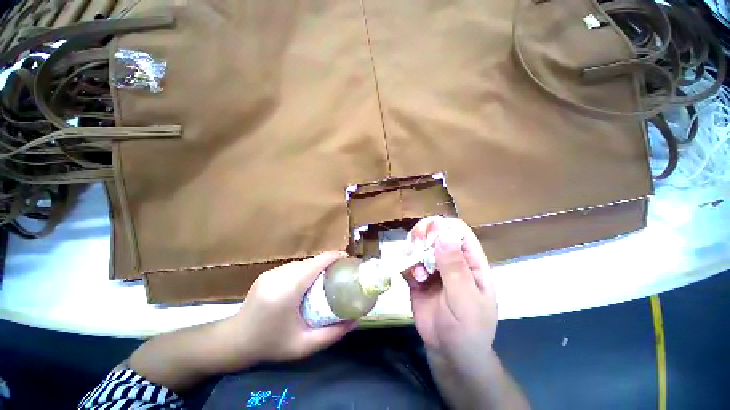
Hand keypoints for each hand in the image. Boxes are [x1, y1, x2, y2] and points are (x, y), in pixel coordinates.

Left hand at [225, 252, 355, 364]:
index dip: (334, 257)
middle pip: (311, 262)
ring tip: (325, 278)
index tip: (348, 260)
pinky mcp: (267, 273)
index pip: (316, 263)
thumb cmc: (270, 344)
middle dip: (328, 263)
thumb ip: (332, 334)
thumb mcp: (303, 346)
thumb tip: (355, 321)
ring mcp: (271, 273)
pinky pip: (292, 266)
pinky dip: (304, 270)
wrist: (234, 341)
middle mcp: (279, 276)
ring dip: (316, 266)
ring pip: (302, 263)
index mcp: (287, 290)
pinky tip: (306, 283)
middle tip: (339, 274)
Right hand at [406, 217, 497, 369]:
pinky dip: (407, 265)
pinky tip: (413, 280)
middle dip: (422, 236)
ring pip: (419, 244)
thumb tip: (444, 234)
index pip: (457, 230)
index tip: (428, 238)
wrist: (450, 354)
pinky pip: (409, 262)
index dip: (442, 227)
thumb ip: (455, 268)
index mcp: (471, 261)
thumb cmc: (467, 330)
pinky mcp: (418, 277)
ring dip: (413, 252)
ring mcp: (433, 268)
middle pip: (434, 232)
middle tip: (416, 248)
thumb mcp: (465, 300)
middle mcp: (451, 260)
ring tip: (417, 272)